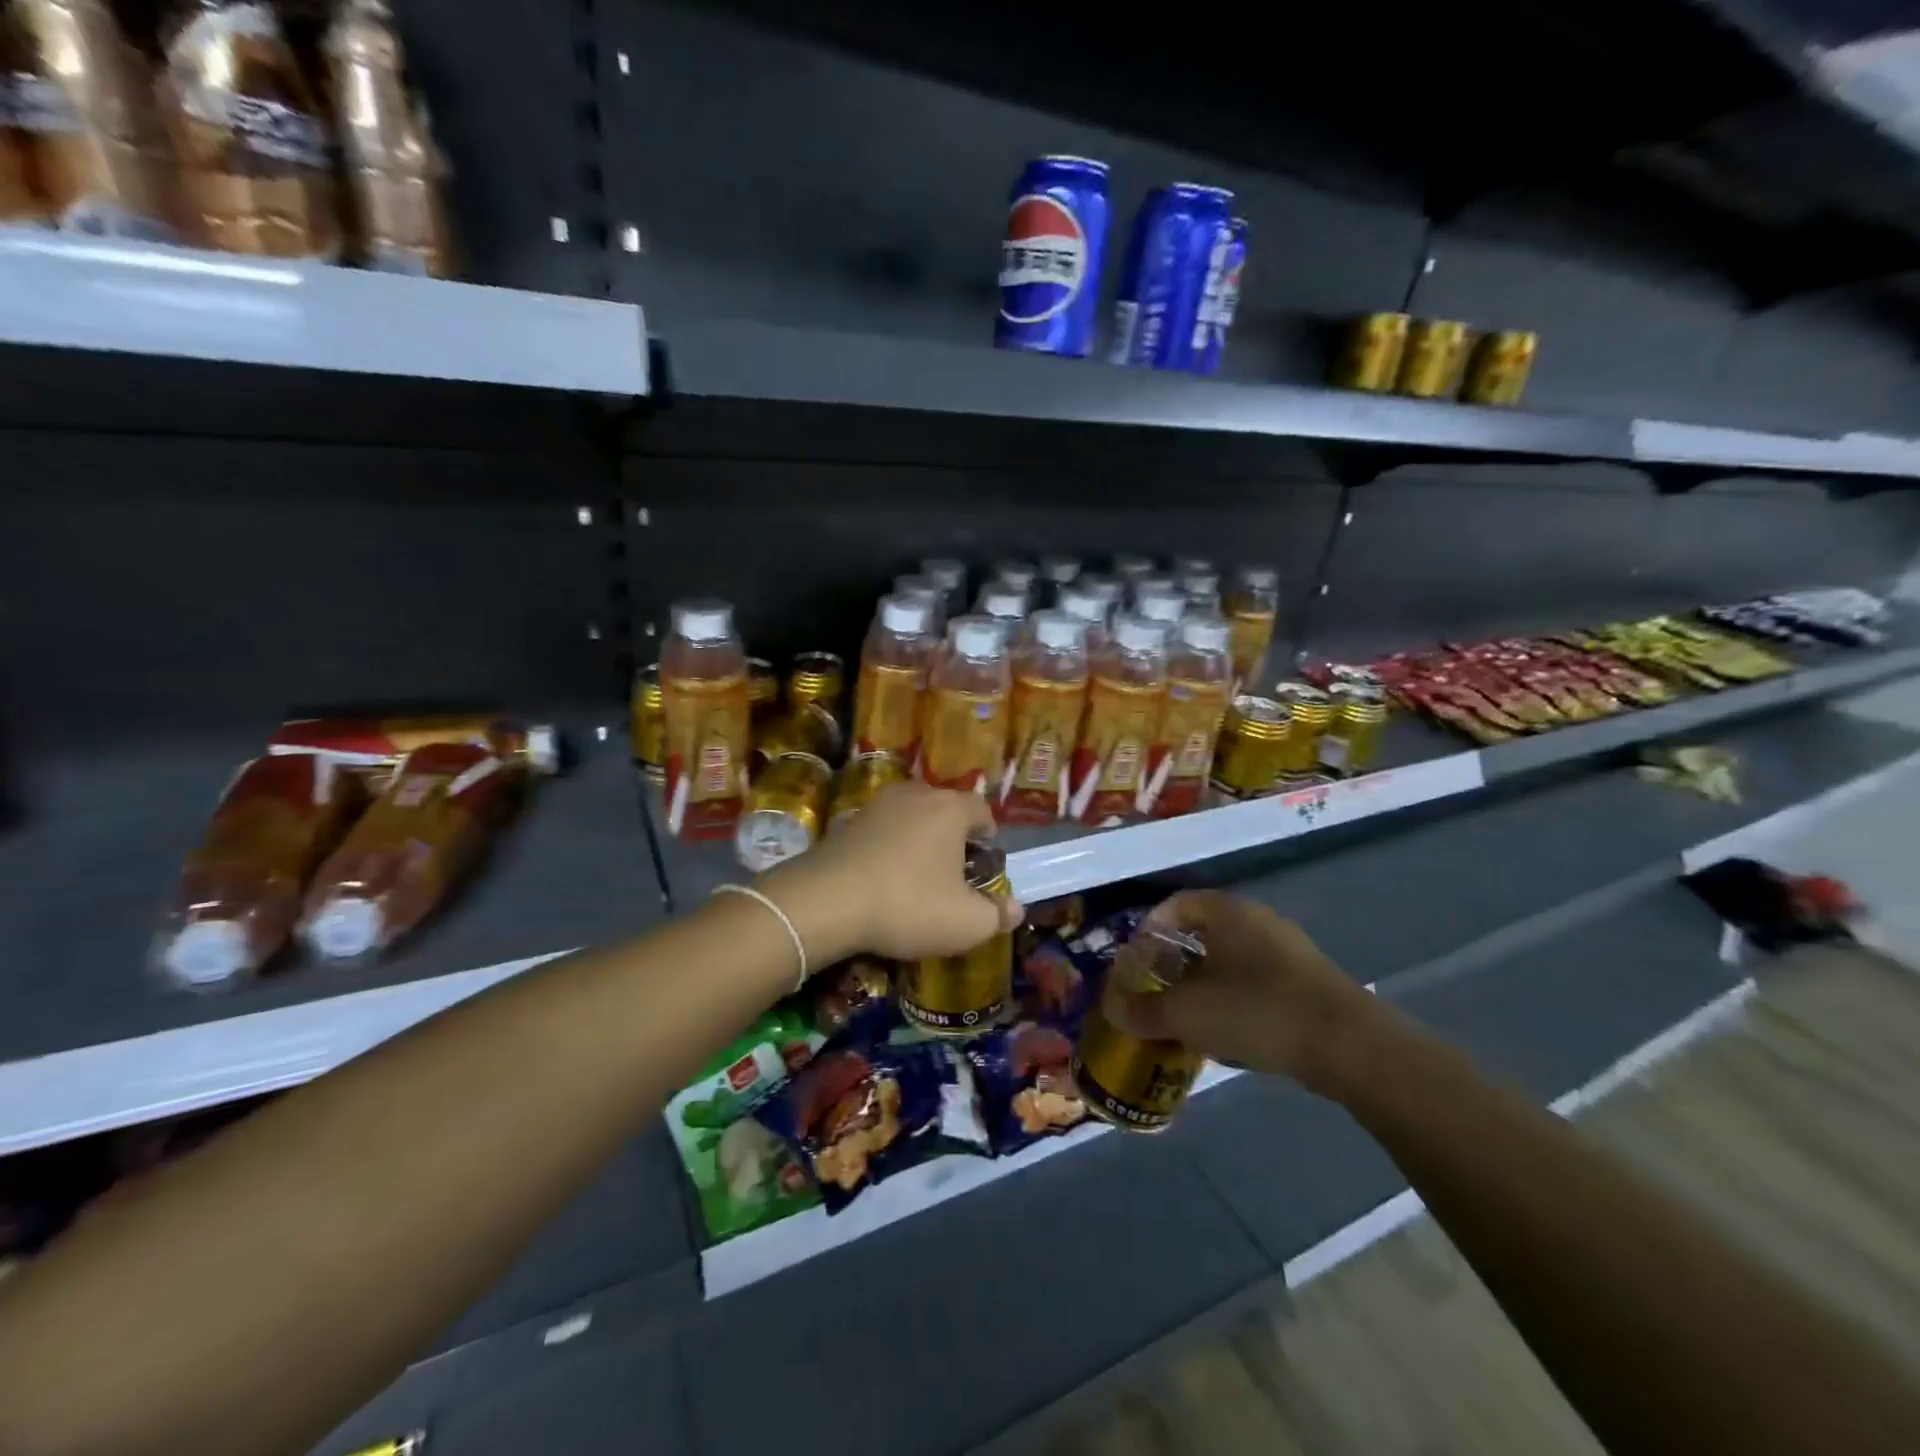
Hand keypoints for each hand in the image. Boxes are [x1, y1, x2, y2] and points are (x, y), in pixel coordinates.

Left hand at [759, 781, 1023, 964]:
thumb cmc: (909, 904)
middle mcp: (915, 794)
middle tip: (955, 874)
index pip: (982, 811)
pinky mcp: (847, 822)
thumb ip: (997, 914)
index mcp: (950, 808)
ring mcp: (877, 805)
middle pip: (945, 810)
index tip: (985, 864)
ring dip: (919, 842)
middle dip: (954, 838)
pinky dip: (889, 849)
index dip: (989, 837)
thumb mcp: (965, 922)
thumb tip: (1015, 909)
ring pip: (911, 818)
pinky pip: (882, 831)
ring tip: (918, 877)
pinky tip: (884, 880)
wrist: (825, 901)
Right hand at [1106, 891, 1395, 1097]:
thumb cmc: (1257, 1010)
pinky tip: (1225, 1033)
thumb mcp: (1187, 1013)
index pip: (1176, 904)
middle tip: (1155, 991)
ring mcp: (1286, 950)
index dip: (1149, 929)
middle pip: (1201, 932)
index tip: (1135, 961)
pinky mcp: (1306, 982)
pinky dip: (1231, 1000)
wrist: (1348, 1045)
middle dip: (1172, 962)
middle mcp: (1256, 920)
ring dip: (1202, 985)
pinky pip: (1254, 981)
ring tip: (1185, 1017)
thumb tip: (1112, 1009)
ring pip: (1229, 959)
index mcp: (1226, 912)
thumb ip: (1143, 1011)